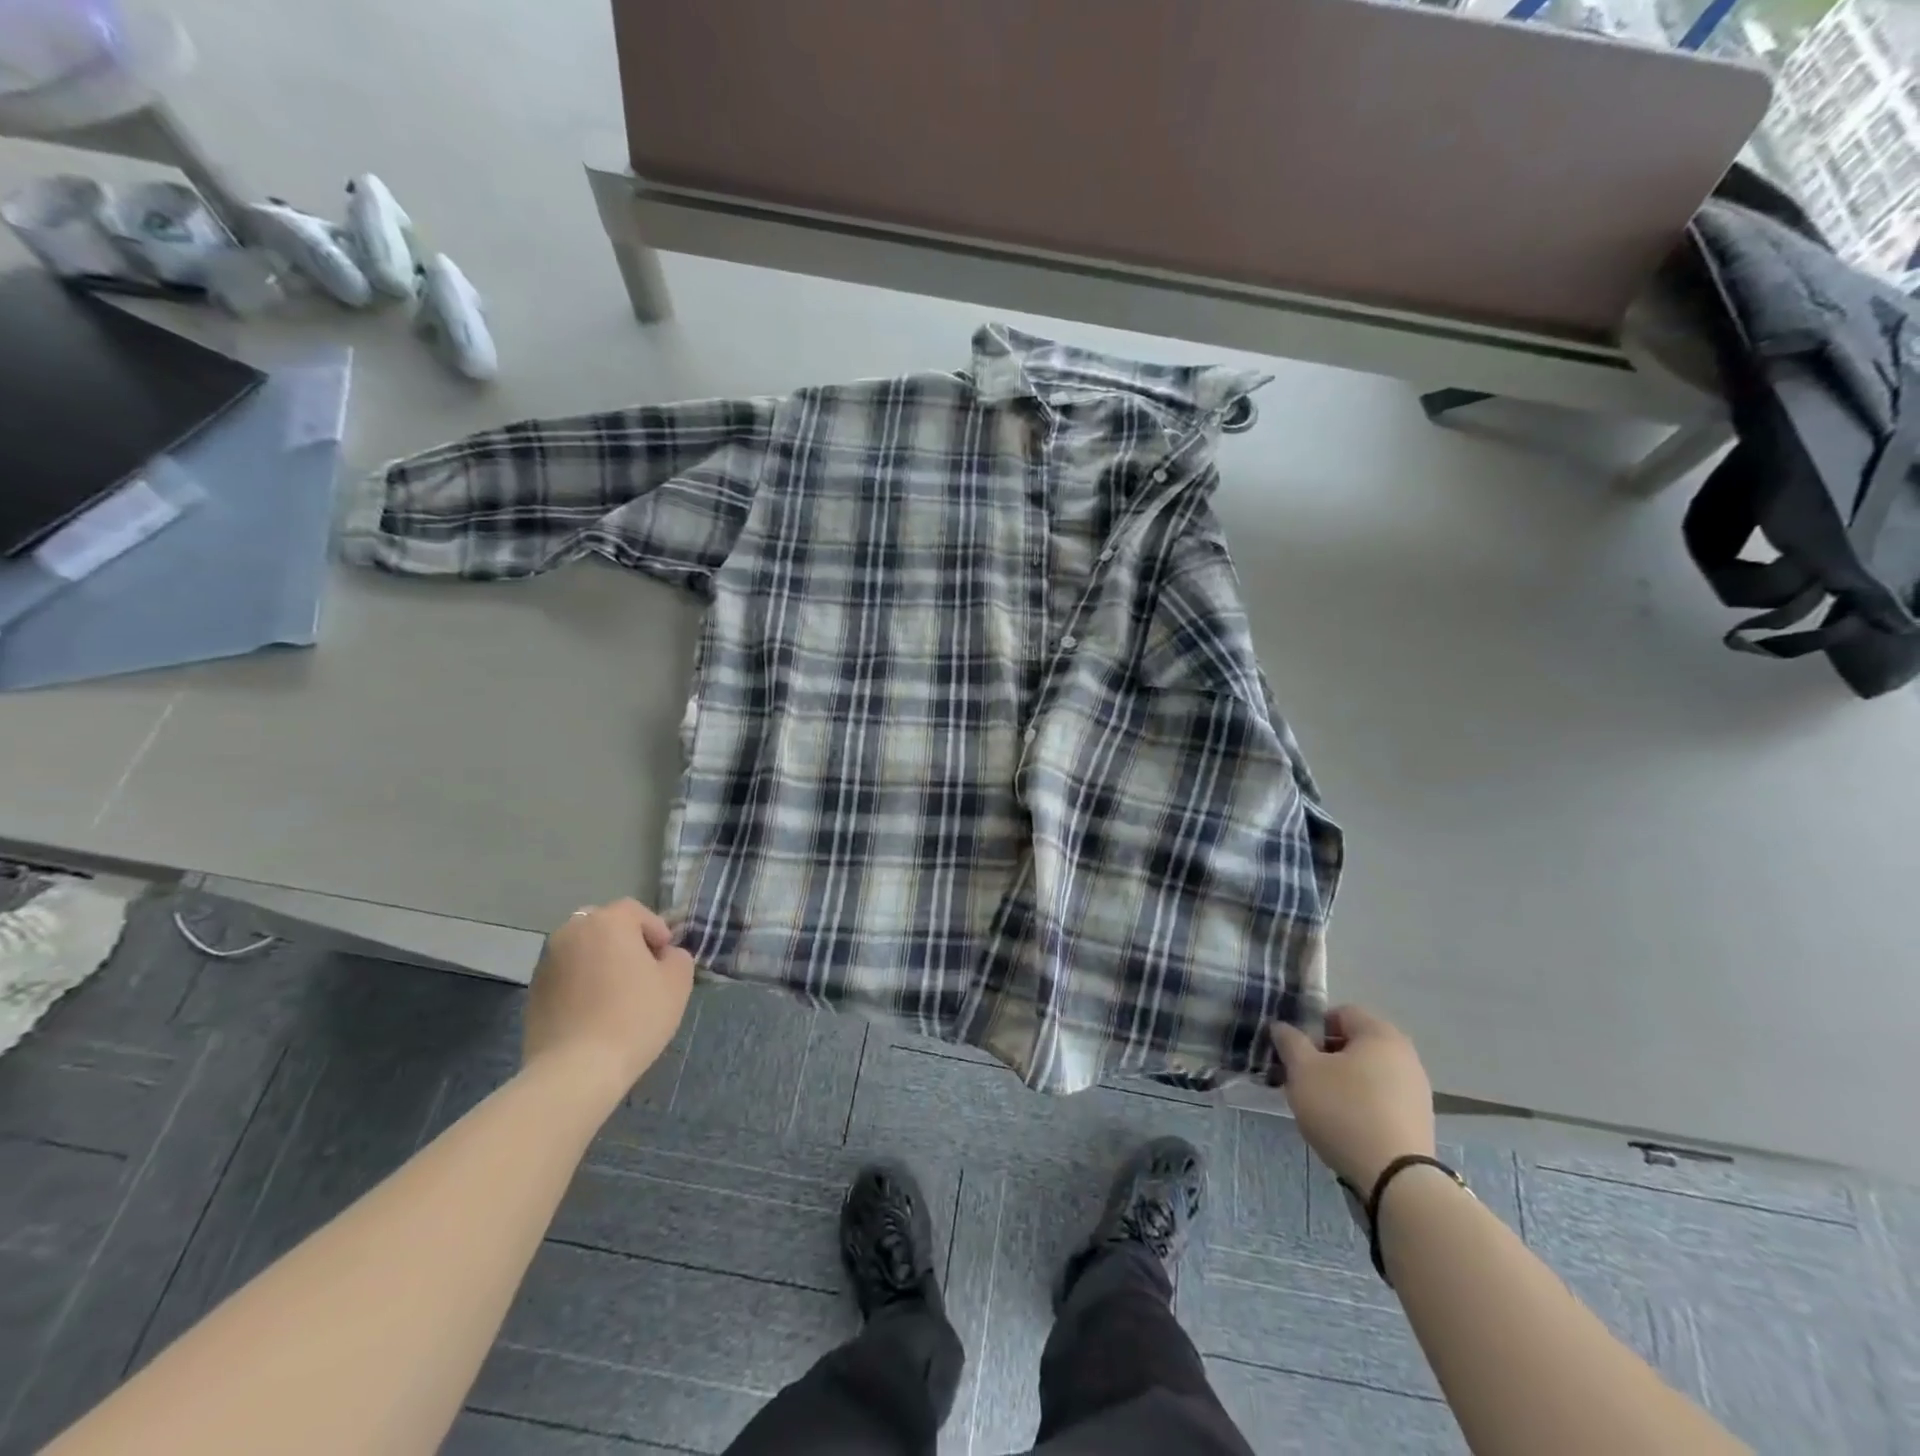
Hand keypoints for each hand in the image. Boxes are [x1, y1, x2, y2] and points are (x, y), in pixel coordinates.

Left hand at [523, 899, 694, 1098]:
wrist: (576, 1070)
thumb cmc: (634, 1017)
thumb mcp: (677, 983)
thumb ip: (677, 957)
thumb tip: (664, 956)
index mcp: (607, 922)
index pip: (635, 911)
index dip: (655, 930)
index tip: (665, 958)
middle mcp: (571, 932)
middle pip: (603, 925)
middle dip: (623, 941)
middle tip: (641, 971)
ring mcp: (546, 962)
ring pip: (581, 949)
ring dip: (599, 961)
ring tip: (616, 994)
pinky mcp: (533, 992)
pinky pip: (565, 974)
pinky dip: (580, 983)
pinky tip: (593, 1011)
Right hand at [1270, 1005, 1434, 1190]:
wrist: (1396, 1179)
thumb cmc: (1344, 1110)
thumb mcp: (1303, 1071)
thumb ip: (1290, 1042)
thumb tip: (1282, 1027)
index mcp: (1380, 1034)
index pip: (1341, 1013)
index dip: (1313, 1026)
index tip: (1296, 1051)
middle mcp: (1405, 1056)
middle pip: (1355, 1044)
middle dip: (1325, 1056)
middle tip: (1302, 1077)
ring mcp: (1416, 1090)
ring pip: (1367, 1073)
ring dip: (1342, 1081)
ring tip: (1320, 1105)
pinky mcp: (1419, 1121)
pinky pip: (1381, 1099)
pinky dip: (1360, 1103)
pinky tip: (1344, 1125)